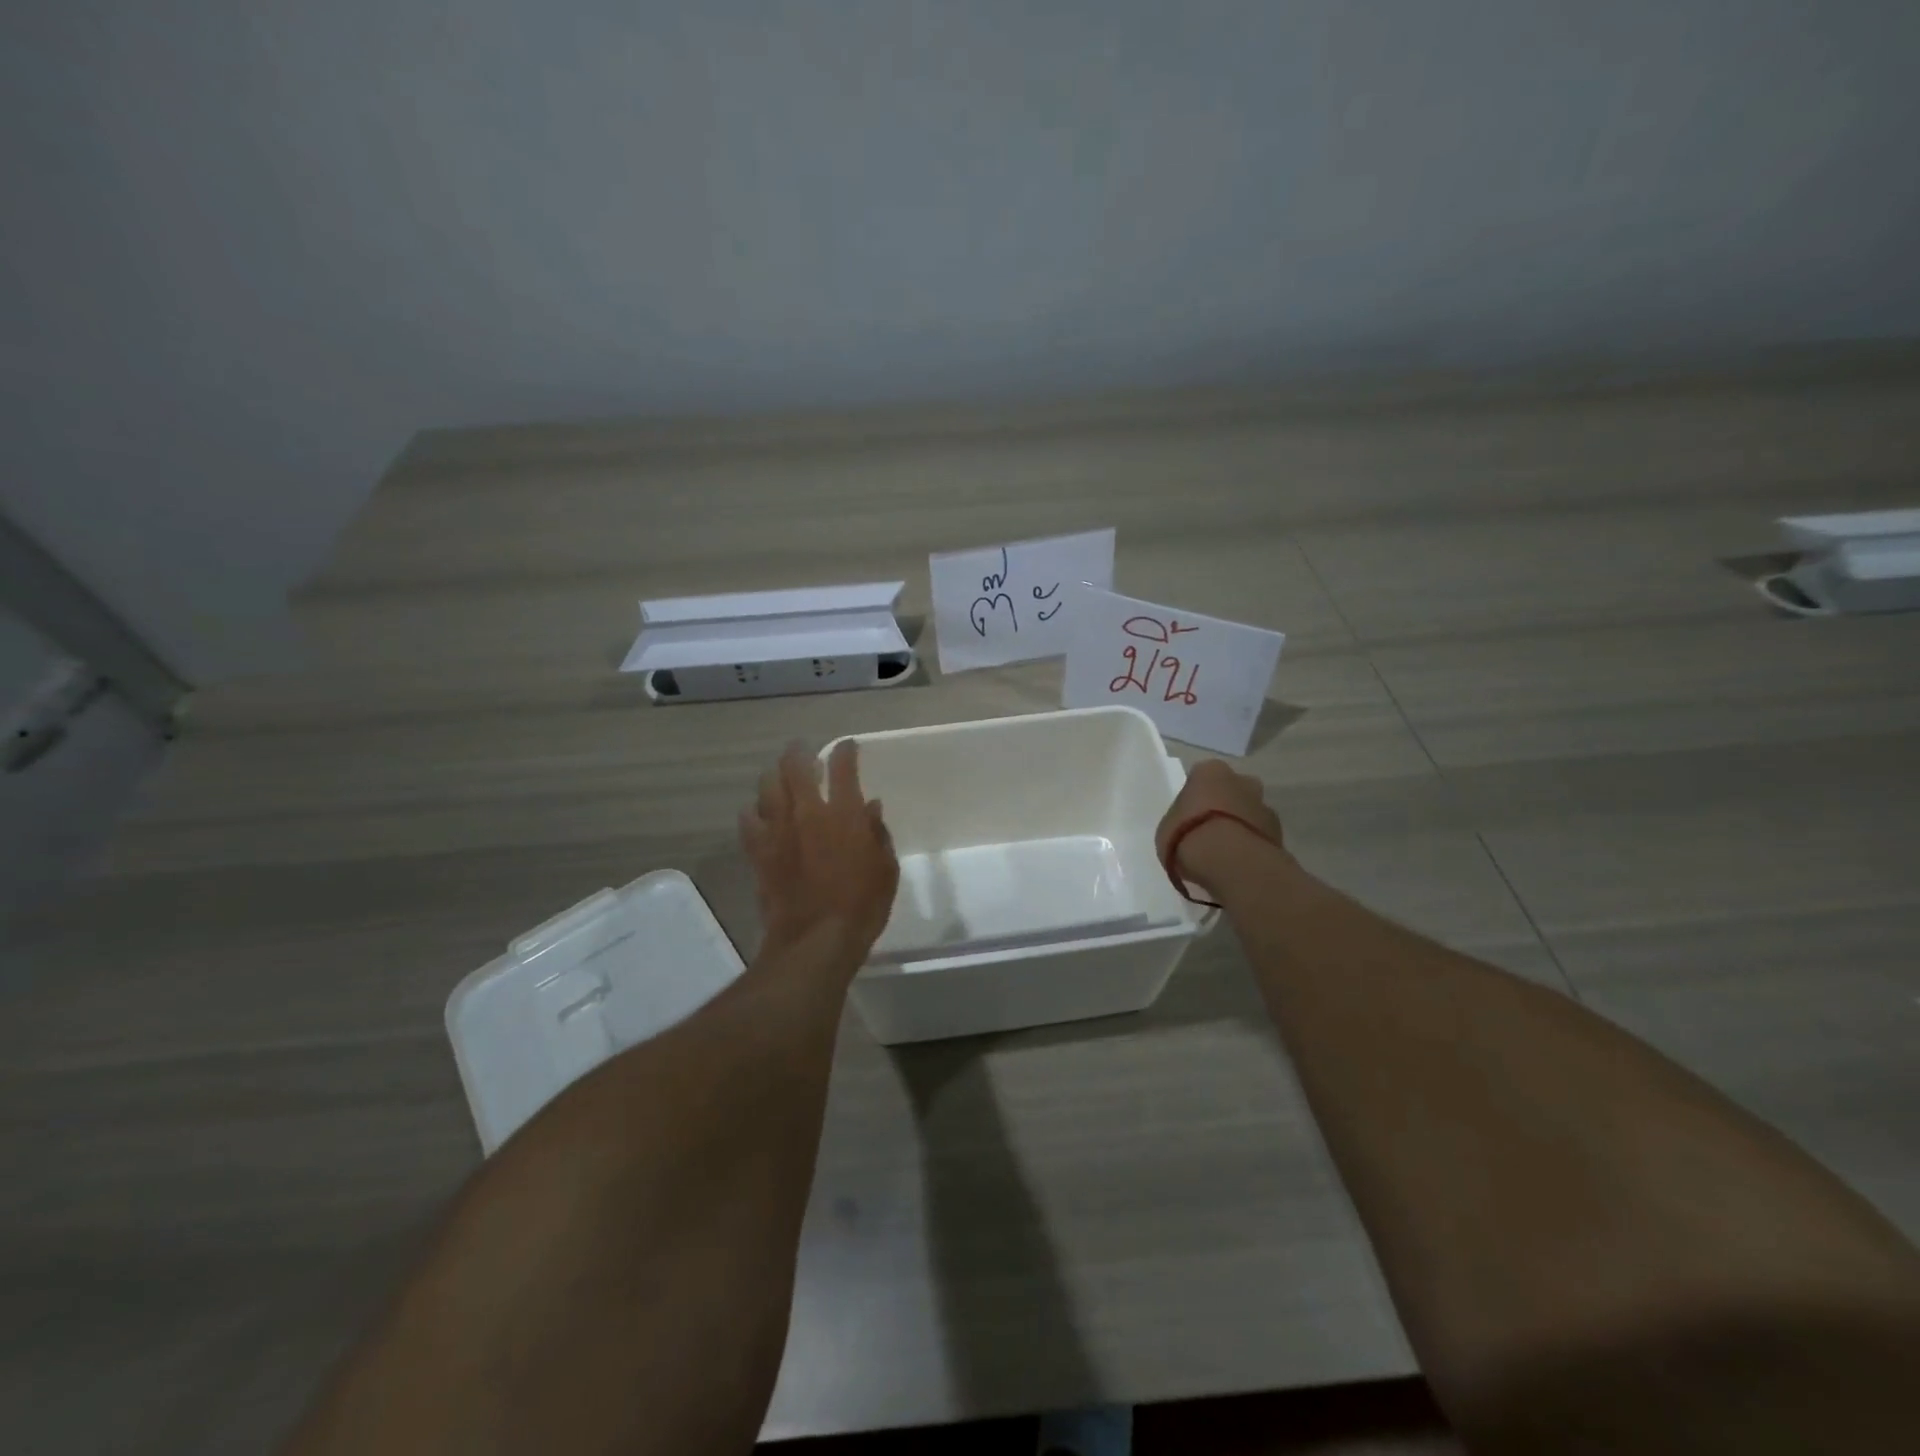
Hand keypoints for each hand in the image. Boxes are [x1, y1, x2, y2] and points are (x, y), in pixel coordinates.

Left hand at [740, 740, 899, 966]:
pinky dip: (754, 811)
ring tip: (780, 777)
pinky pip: (749, 820)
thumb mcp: (885, 869)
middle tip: (803, 750)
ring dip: (775, 776)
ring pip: (767, 786)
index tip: (848, 747)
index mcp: (844, 813)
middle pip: (796, 766)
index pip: (843, 766)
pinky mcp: (758, 851)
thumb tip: (870, 809)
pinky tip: (759, 813)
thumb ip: (877, 834)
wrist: (815, 940)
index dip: (845, 751)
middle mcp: (807, 812)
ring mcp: (778, 830)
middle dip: (800, 752)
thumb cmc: (861, 905)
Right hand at [1155, 759, 1285, 897]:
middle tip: (1209, 831)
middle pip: (1232, 790)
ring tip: (1225, 854)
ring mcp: (1265, 806)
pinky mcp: (1280, 834)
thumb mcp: (1167, 828)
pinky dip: (1252, 846)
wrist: (1230, 862)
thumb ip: (1180, 822)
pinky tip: (1238, 864)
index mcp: (1210, 771)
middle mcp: (1242, 781)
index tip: (1189, 816)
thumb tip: (1189, 830)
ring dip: (1241, 827)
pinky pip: (1260, 836)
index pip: (1201, 776)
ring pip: (1250, 813)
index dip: (1196, 797)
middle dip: (1225, 806)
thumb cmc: (1187, 836)